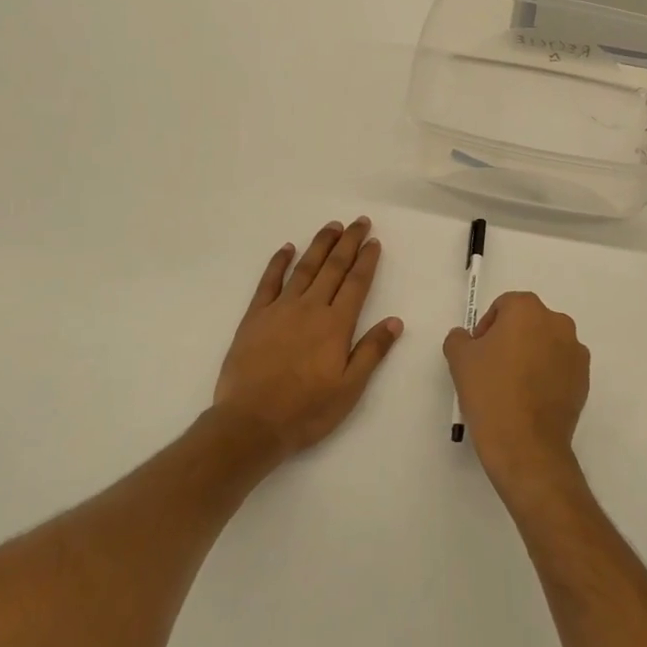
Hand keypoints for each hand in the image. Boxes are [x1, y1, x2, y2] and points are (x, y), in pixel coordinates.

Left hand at [213, 218, 403, 457]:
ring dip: (320, 245)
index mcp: (336, 325)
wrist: (251, 424)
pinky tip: (287, 248)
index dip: (367, 260)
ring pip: (304, 268)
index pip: (356, 283)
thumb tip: (395, 321)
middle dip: (348, 242)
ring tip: (332, 227)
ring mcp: (280, 309)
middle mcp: (310, 308)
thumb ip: (372, 351)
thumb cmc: (306, 411)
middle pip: (333, 267)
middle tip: (359, 222)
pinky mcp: (254, 317)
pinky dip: (279, 262)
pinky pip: (268, 282)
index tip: (374, 241)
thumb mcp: (349, 389)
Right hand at [444, 292, 589, 500]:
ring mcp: (575, 351)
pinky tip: (531, 400)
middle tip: (493, 369)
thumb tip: (468, 338)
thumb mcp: (459, 359)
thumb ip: (459, 338)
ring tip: (513, 387)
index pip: (504, 306)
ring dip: (531, 356)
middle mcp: (557, 322)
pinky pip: (560, 367)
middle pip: (528, 322)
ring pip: (546, 344)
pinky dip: (547, 376)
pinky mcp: (584, 379)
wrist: (526, 446)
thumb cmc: (490, 393)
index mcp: (527, 309)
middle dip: (510, 339)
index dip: (487, 327)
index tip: (478, 353)